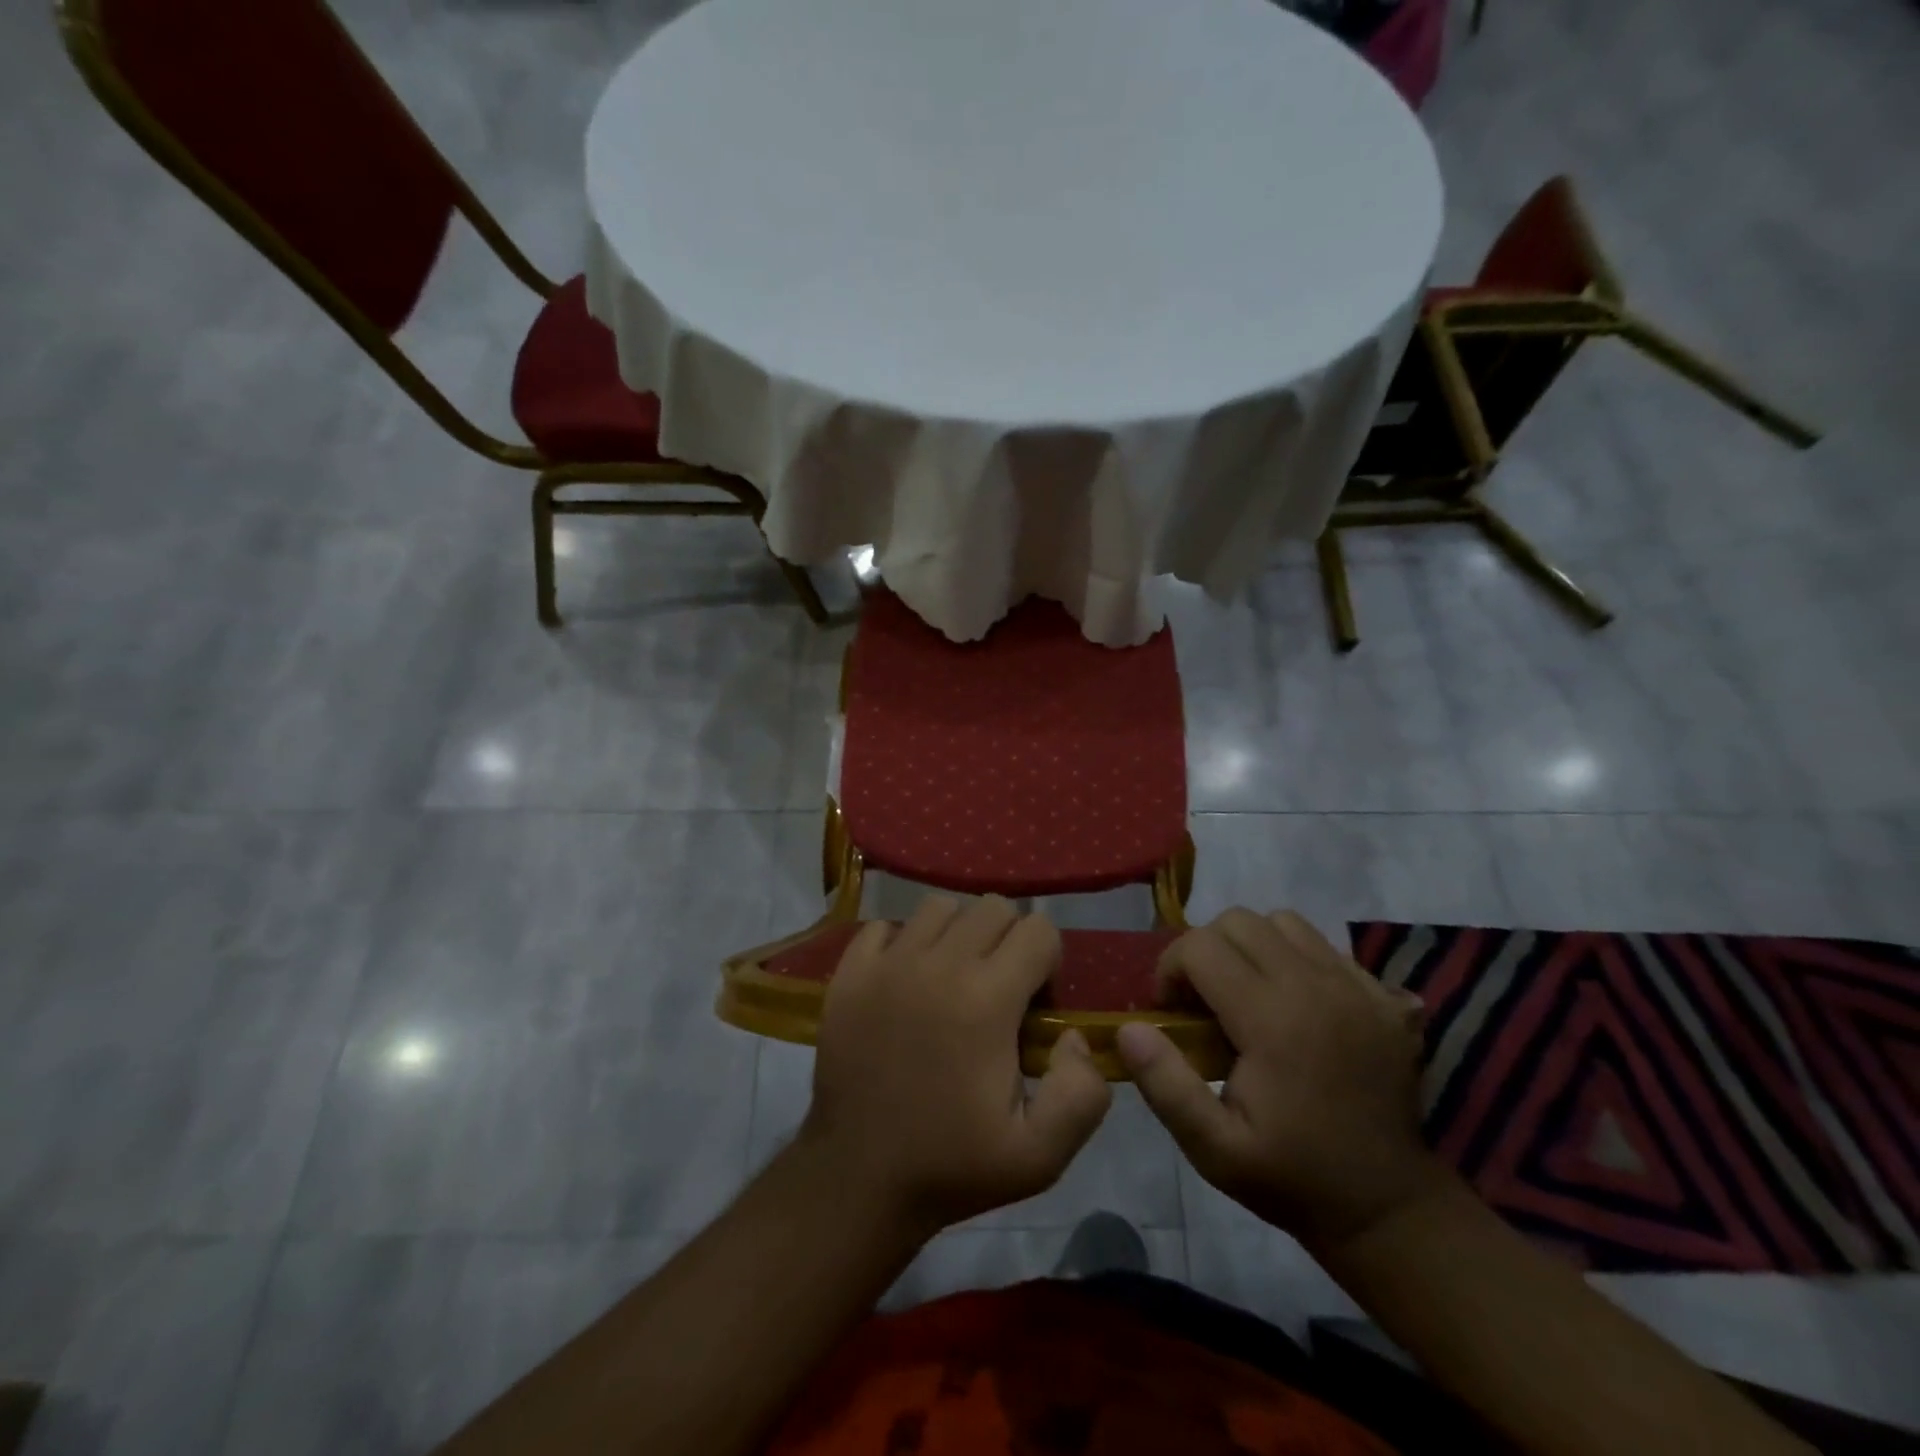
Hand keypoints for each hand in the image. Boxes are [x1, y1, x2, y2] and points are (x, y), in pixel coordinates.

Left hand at [799, 895, 1112, 1235]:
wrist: (857, 1178)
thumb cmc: (952, 1166)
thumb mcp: (1040, 1156)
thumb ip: (1082, 1093)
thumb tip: (1073, 1035)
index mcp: (988, 1000)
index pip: (1039, 931)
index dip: (1048, 964)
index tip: (1034, 1006)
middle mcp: (939, 964)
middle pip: (993, 907)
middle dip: (1009, 940)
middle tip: (998, 989)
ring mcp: (888, 963)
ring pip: (939, 907)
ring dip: (958, 933)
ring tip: (953, 979)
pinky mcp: (850, 972)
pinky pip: (884, 926)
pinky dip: (902, 942)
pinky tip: (906, 980)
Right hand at [1116, 908, 1448, 1249]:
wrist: (1388, 1207)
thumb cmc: (1292, 1177)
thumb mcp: (1214, 1149)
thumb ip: (1166, 1084)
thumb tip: (1129, 1028)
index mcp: (1273, 1020)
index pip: (1200, 947)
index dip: (1170, 970)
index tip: (1171, 1011)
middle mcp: (1316, 986)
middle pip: (1238, 921)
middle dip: (1205, 950)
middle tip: (1202, 1000)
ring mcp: (1356, 985)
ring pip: (1282, 922)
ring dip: (1251, 946)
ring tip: (1246, 992)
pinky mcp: (1383, 995)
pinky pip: (1323, 945)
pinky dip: (1294, 957)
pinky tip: (1292, 1003)